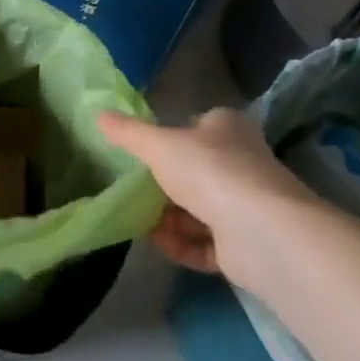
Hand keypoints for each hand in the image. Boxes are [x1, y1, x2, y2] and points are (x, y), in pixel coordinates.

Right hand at [98, 108, 324, 286]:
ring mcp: (245, 205)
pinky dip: (182, 245)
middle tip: (133, 195)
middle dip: (162, 188)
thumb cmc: (209, 172)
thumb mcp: (158, 145)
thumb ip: (128, 134)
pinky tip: (161, 245)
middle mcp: (240, 162)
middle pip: (193, 173)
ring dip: (168, 220)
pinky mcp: (245, 244)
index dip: (169, 140)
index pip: (195, 127)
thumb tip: (99, 115)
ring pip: (197, 210)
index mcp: (226, 129)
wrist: (261, 232)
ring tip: (142, 225)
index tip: (141, 156)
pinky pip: (204, 243)